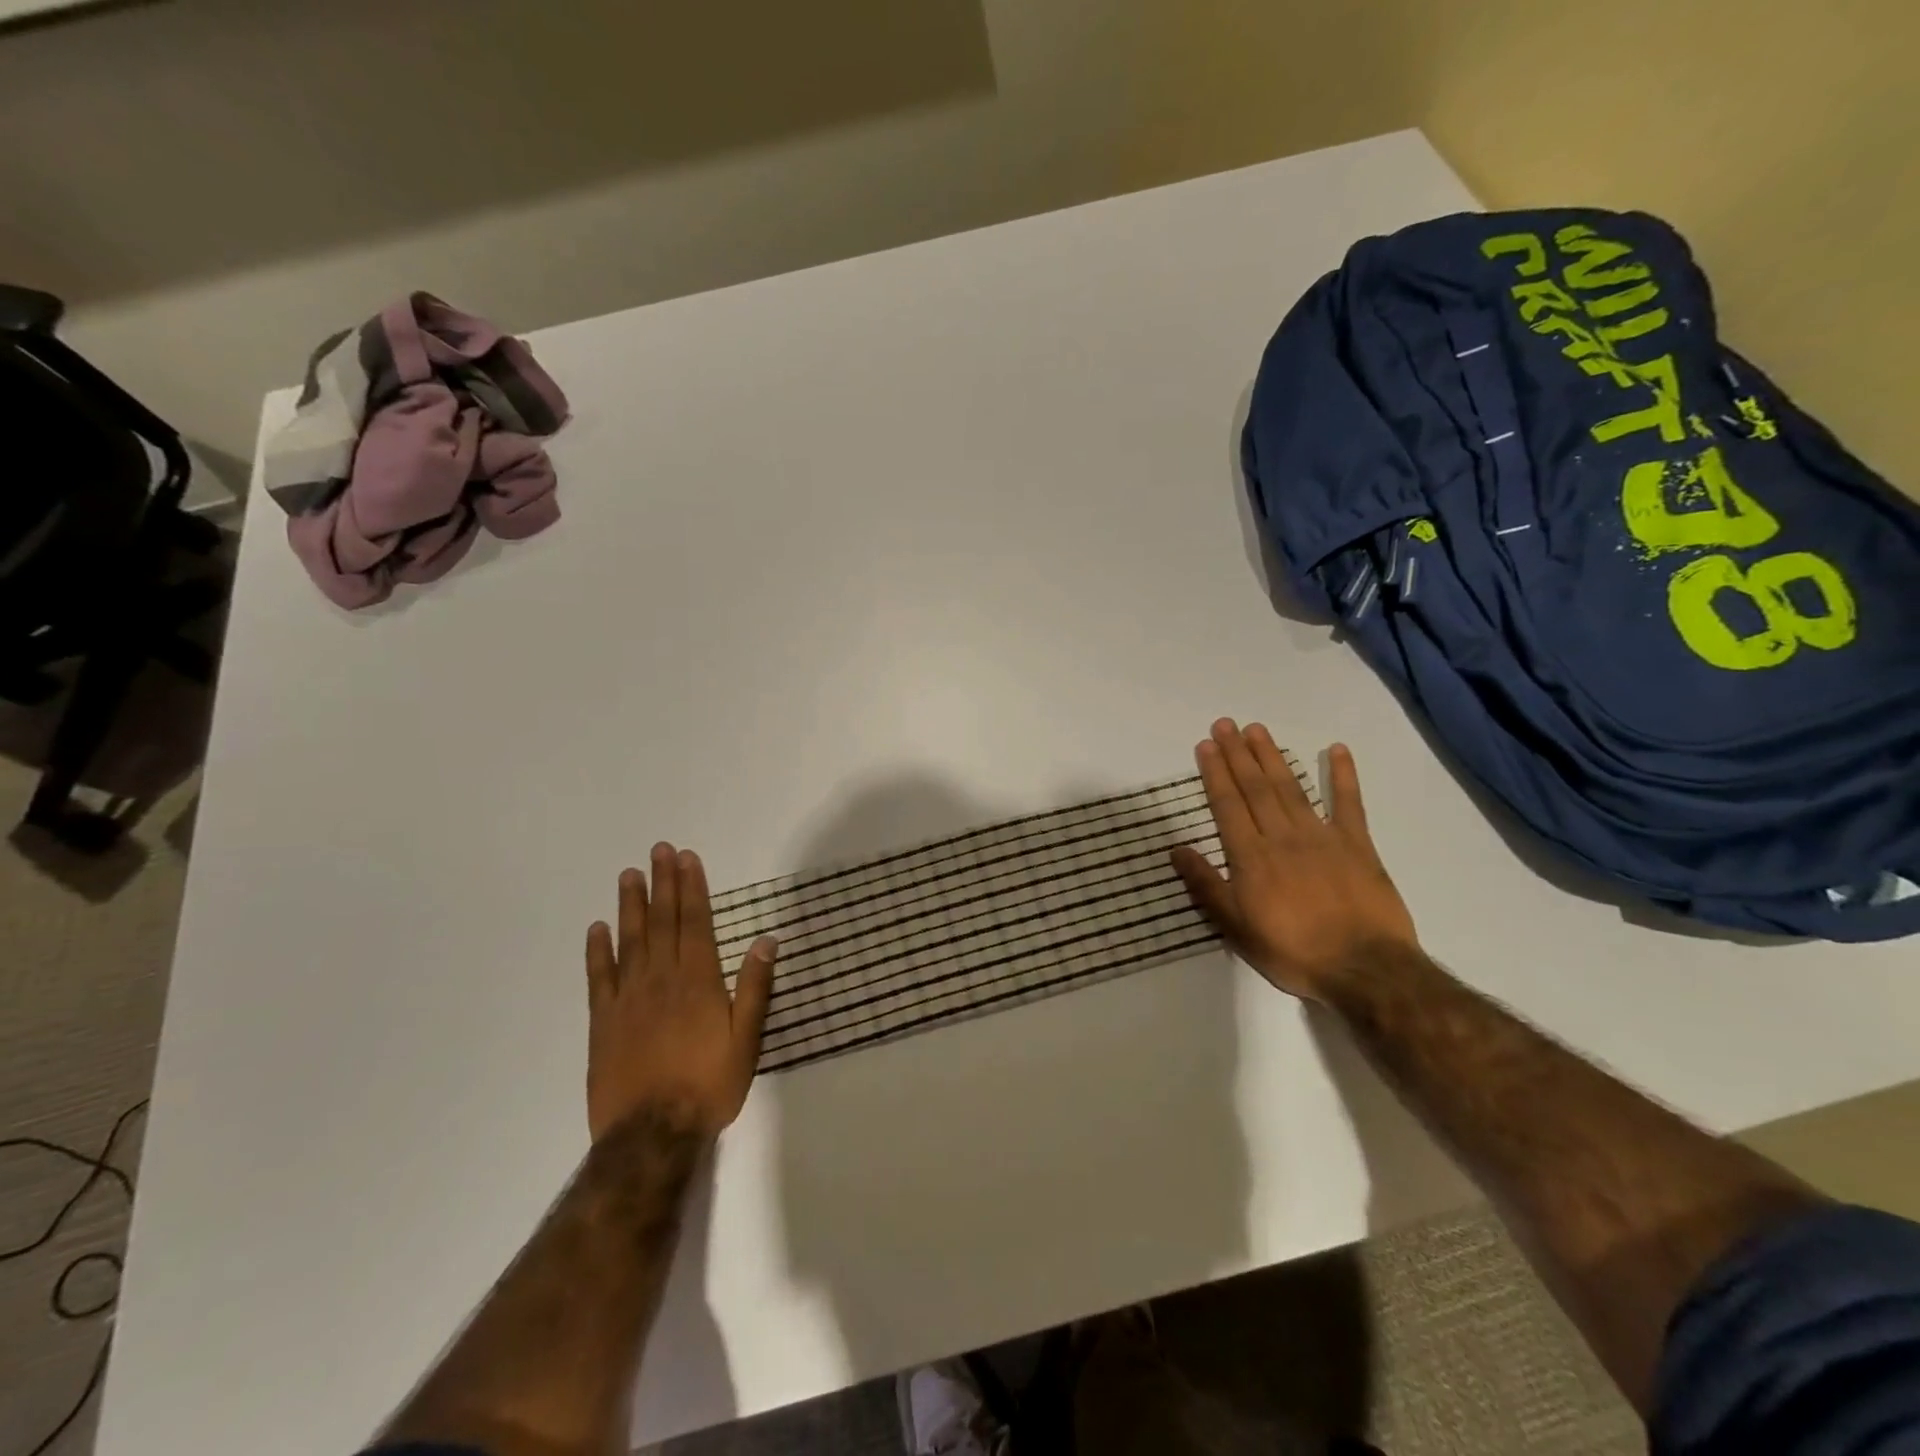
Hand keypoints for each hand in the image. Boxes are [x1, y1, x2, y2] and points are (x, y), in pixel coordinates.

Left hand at [585, 844, 776, 1142]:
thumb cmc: (708, 1085)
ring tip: (629, 875)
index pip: (695, 922)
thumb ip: (754, 987)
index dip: (691, 888)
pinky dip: (597, 951)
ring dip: (631, 906)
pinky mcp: (603, 1022)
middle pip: (663, 922)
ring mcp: (628, 999)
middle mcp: (662, 979)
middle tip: (658, 851)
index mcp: (698, 980)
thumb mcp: (746, 1039)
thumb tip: (766, 940)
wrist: (651, 1134)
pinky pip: (599, 978)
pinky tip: (597, 929)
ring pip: (630, 941)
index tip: (687, 858)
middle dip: (663, 884)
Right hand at [1171, 719, 1416, 1001]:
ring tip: (1258, 729)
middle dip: (1238, 754)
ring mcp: (1322, 837)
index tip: (1206, 744)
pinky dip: (1343, 775)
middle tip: (1226, 723)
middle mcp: (1283, 836)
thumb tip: (1177, 849)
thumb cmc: (1292, 951)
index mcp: (1251, 857)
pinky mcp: (1358, 845)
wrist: (1365, 970)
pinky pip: (1349, 804)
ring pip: (1291, 788)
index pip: (1228, 804)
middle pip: (1256, 787)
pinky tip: (1336, 750)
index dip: (1215, 773)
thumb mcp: (1236, 928)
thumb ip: (1206, 886)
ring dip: (1273, 756)